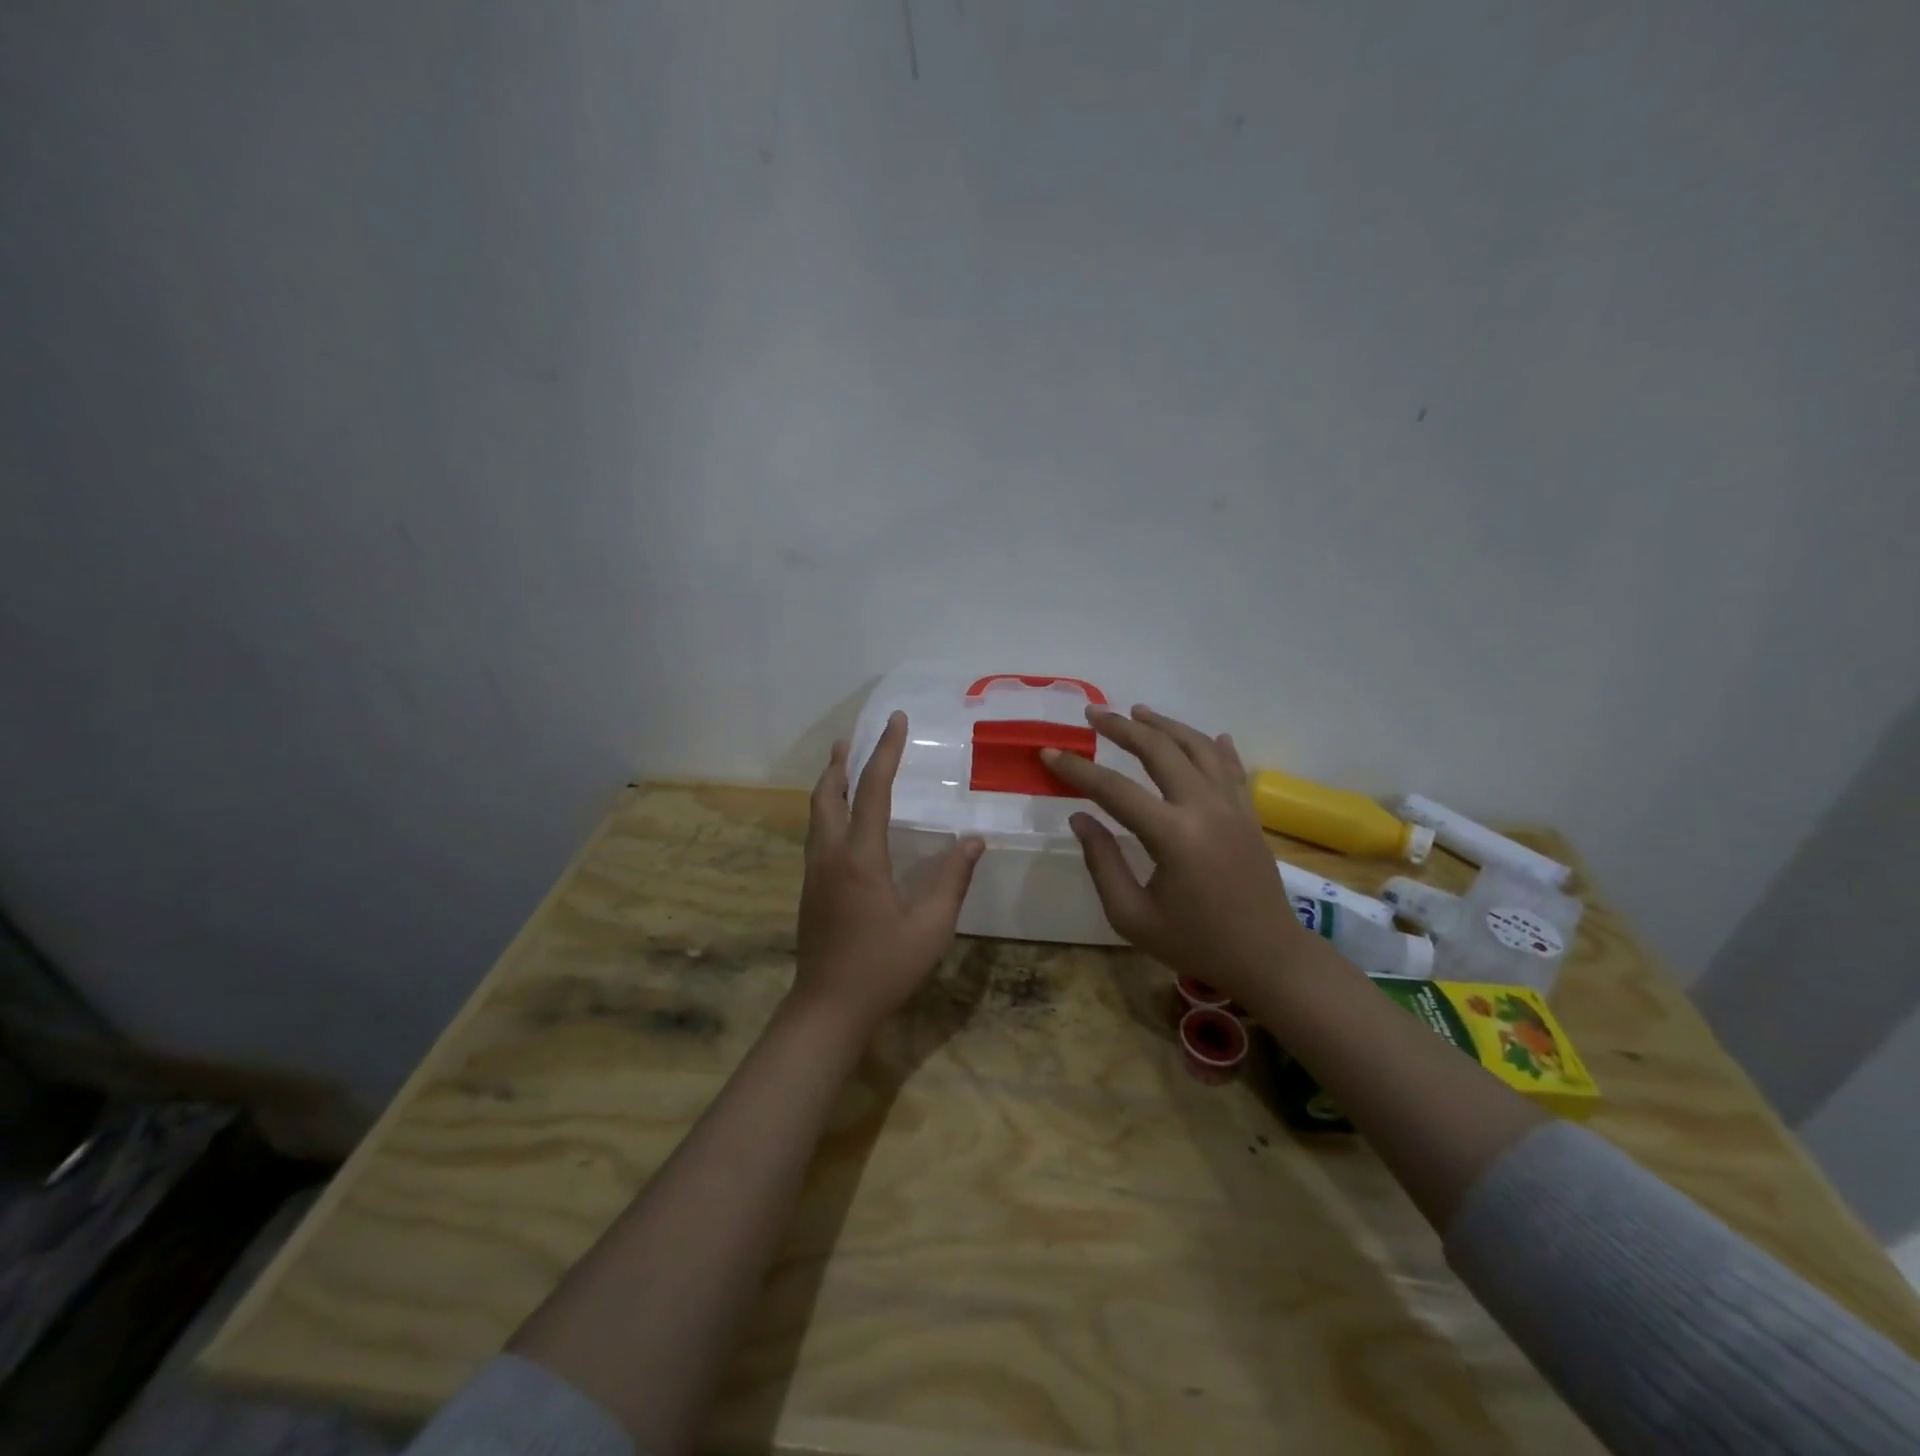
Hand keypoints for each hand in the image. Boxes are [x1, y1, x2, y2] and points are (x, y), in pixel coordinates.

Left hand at [794, 711, 984, 1031]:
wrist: (828, 1007)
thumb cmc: (884, 967)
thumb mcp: (931, 926)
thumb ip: (953, 879)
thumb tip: (973, 840)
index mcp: (861, 857)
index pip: (873, 790)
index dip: (884, 752)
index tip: (895, 721)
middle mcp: (831, 855)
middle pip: (828, 794)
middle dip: (841, 762)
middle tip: (854, 738)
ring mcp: (815, 872)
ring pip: (817, 813)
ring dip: (830, 784)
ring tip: (842, 765)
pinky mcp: (810, 888)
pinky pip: (817, 833)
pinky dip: (828, 810)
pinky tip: (842, 819)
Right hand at [1040, 705, 1319, 1005]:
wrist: (1268, 958)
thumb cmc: (1195, 943)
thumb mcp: (1132, 916)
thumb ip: (1103, 862)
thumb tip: (1080, 818)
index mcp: (1172, 835)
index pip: (1114, 790)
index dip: (1077, 770)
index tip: (1049, 752)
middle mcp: (1204, 808)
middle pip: (1159, 751)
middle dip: (1122, 728)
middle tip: (1093, 713)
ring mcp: (1232, 807)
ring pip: (1198, 748)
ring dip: (1166, 726)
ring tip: (1138, 712)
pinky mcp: (1249, 814)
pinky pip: (1231, 768)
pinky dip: (1215, 747)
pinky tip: (1208, 735)